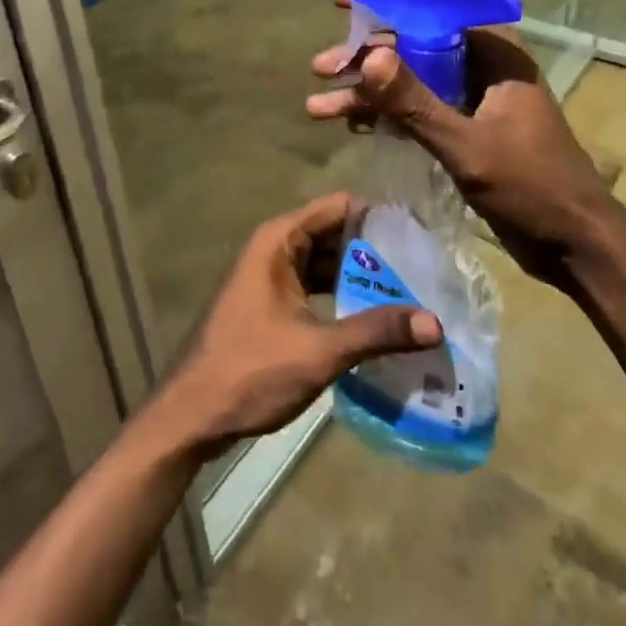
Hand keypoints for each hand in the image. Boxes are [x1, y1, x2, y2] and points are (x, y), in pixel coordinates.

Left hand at [157, 193, 441, 457]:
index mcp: (281, 240)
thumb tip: (436, 323)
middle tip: (423, 268)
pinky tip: (373, 320)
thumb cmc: (250, 369)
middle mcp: (275, 248)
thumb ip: (376, 331)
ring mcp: (270, 278)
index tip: (419, 235)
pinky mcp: (270, 305)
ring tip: (409, 293)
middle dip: (375, 251)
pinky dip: (341, 298)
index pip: (339, 207)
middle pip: (334, 235)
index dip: (378, 216)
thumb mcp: (319, 349)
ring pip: (325, 264)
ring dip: (359, 278)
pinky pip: (314, 288)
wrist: (190, 417)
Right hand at [306, 20, 623, 289]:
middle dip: (367, 60)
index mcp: (496, 54)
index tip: (343, 5)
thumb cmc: (531, 187)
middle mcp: (485, 67)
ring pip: (414, 82)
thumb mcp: (466, 145)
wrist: (575, 245)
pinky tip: (353, 125)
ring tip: (318, 107)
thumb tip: (369, 58)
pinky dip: (390, 116)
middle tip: (320, 68)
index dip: (386, 4)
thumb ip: (416, 103)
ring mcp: (477, 99)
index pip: (433, 12)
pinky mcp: (470, 129)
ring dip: (371, 93)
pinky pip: (422, 110)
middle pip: (416, 48)